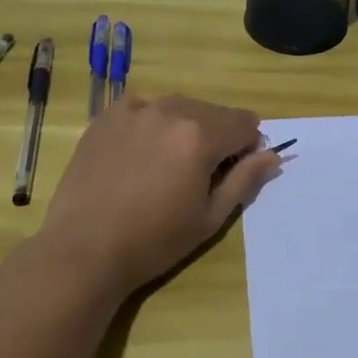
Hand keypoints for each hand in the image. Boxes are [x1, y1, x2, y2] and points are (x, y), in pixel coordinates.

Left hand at [37, 93, 279, 296]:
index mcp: (200, 135)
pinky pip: (144, 109)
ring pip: (178, 107)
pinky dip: (151, 125)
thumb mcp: (210, 217)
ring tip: (165, 166)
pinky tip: (137, 156)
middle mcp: (170, 110)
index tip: (233, 172)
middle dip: (217, 136)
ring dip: (185, 128)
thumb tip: (273, 155)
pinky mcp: (107, 116)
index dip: (247, 147)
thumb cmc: (154, 241)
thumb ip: (245, 180)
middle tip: (198, 175)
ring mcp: (134, 109)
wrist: (84, 249)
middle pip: (213, 112)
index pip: (245, 123)